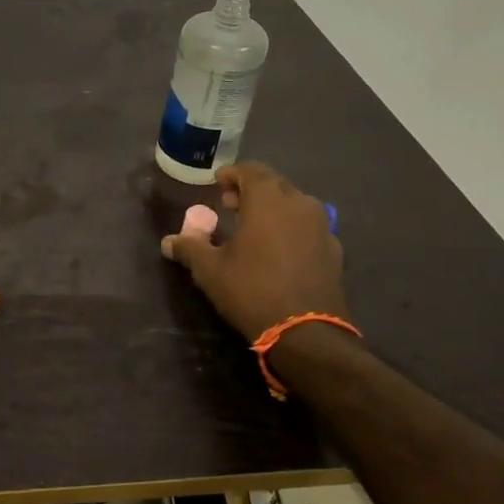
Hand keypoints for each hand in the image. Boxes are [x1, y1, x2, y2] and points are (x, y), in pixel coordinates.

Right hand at [160, 162, 351, 340]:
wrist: (306, 333)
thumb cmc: (251, 290)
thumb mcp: (209, 270)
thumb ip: (189, 248)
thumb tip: (169, 241)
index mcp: (268, 201)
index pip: (252, 171)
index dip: (233, 174)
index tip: (218, 184)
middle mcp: (300, 205)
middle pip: (275, 185)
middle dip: (251, 190)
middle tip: (230, 205)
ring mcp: (322, 227)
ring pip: (294, 205)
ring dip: (273, 209)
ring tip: (254, 228)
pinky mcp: (334, 250)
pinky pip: (308, 227)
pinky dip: (291, 229)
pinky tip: (278, 250)